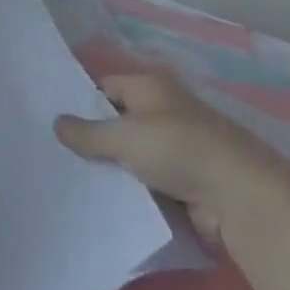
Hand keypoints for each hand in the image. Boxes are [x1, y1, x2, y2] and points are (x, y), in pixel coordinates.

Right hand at [55, 71, 248, 243]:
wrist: (238, 196)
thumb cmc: (177, 149)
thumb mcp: (123, 136)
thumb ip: (86, 132)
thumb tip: (56, 123)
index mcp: (150, 87)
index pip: (105, 87)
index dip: (79, 103)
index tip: (51, 124)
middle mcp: (164, 111)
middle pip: (118, 122)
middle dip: (91, 140)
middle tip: (53, 156)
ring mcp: (176, 148)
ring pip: (130, 156)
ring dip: (110, 170)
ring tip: (69, 182)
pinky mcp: (184, 182)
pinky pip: (146, 183)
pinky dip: (130, 191)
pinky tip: (101, 202)